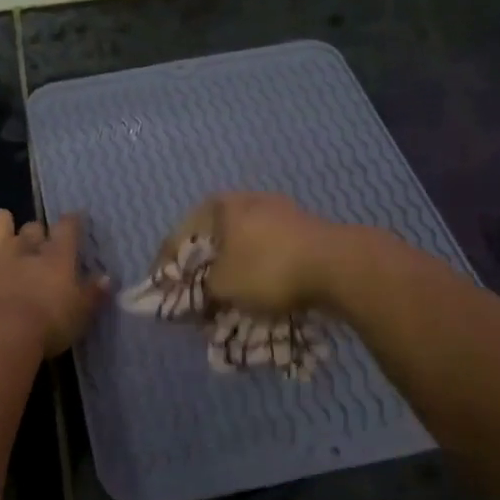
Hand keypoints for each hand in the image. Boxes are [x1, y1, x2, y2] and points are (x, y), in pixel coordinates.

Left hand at [0, 210, 109, 356]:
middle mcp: (27, 247)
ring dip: (3, 225)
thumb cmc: (50, 325)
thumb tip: (107, 278)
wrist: (2, 335)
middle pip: (34, 226)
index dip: (72, 222)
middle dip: (37, 233)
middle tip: (40, 249)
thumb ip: (94, 294)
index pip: (68, 226)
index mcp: (58, 256)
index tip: (75, 222)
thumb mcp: (82, 314)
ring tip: (6, 239)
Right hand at [168, 192, 346, 313]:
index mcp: (220, 205)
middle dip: (202, 270)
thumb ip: (199, 291)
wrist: (339, 266)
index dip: (166, 268)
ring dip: (232, 272)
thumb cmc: (268, 268)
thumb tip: (193, 297)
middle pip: (213, 240)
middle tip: (194, 296)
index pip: (179, 237)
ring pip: (242, 246)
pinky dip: (258, 272)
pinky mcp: (304, 230)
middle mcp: (247, 200)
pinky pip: (268, 253)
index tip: (161, 292)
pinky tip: (259, 292)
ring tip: (226, 299)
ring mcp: (280, 212)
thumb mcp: (222, 287)